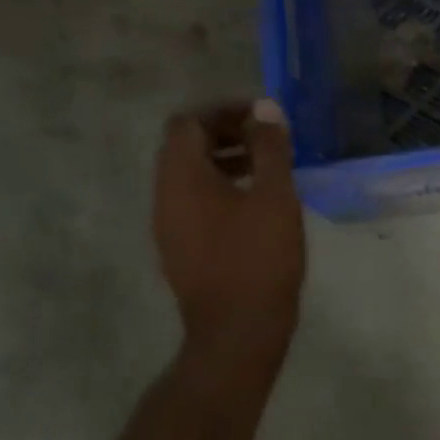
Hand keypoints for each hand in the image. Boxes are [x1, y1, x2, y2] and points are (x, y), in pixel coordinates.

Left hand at [153, 98, 304, 358]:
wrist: (237, 332)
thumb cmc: (259, 260)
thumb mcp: (274, 198)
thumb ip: (270, 149)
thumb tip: (265, 108)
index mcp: (181, 178)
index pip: (188, 122)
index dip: (224, 111)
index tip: (262, 118)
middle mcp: (164, 196)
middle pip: (184, 147)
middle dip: (225, 134)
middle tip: (268, 140)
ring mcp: (168, 225)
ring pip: (189, 176)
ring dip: (224, 161)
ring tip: (267, 170)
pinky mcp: (180, 248)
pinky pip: (194, 202)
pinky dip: (221, 189)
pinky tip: (256, 206)